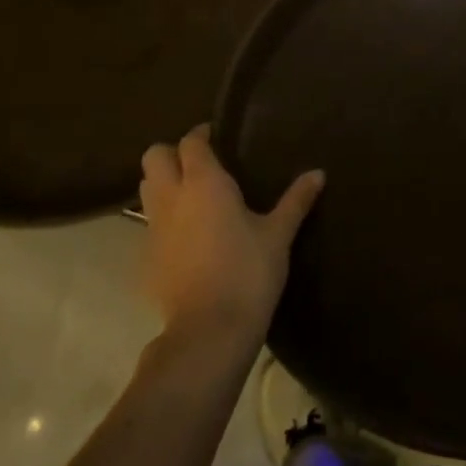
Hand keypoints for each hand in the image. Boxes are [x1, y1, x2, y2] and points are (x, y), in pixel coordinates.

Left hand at [138, 126, 324, 347]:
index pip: (191, 142)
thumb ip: (296, 200)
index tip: (218, 135)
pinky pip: (149, 224)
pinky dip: (164, 218)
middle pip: (154, 157)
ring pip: (146, 188)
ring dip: (163, 183)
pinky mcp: (146, 258)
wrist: (209, 330)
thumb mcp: (279, 235)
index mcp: (204, 183)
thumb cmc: (249, 272)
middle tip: (201, 163)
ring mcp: (153, 229)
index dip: (202, 134)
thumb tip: (318, 173)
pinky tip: (188, 235)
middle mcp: (171, 198)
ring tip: (192, 195)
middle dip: (172, 153)